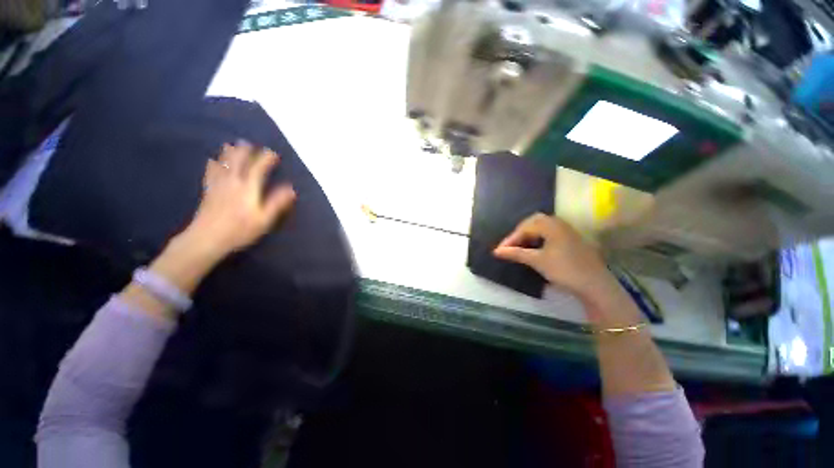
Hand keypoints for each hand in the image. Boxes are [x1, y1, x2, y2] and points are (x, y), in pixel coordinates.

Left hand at [180, 142, 295, 259]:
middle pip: (238, 162)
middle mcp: (233, 183)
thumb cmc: (240, 230)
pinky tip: (211, 160)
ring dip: (229, 153)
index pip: (258, 169)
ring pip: (224, 164)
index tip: (273, 153)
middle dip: (245, 152)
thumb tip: (291, 189)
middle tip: (250, 144)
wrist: (208, 238)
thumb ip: (277, 203)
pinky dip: (212, 165)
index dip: (266, 159)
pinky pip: (211, 173)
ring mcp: (218, 186)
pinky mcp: (209, 191)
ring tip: (232, 144)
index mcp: (248, 189)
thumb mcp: (264, 219)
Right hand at [493, 213, 611, 301]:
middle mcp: (560, 223)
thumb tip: (496, 251)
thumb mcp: (537, 261)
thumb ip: (516, 253)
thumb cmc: (564, 270)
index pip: (525, 227)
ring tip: (521, 248)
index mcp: (551, 225)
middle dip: (520, 233)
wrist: (595, 285)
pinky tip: (537, 249)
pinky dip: (540, 239)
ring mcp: (568, 231)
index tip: (500, 250)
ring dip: (530, 235)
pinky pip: (551, 233)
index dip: (511, 239)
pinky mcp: (573, 240)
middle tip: (511, 246)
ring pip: (543, 227)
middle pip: (534, 222)